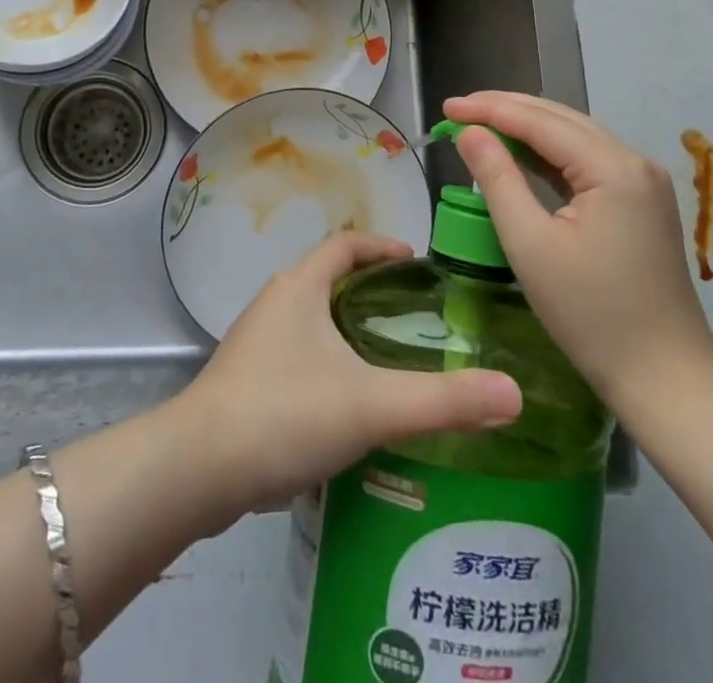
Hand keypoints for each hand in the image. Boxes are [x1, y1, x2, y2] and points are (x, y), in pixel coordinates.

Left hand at [173, 232, 522, 519]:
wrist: (199, 468)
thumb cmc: (285, 412)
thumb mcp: (371, 404)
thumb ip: (442, 400)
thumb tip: (513, 393)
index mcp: (300, 285)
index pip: (344, 243)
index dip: (381, 246)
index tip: (417, 263)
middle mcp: (275, 302)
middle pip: (329, 279)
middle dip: (371, 290)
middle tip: (416, 317)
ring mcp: (257, 341)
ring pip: (312, 319)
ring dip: (348, 329)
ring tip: (390, 359)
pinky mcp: (247, 378)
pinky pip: (298, 354)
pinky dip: (328, 362)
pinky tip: (349, 404)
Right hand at [444, 92, 712, 416]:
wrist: (666, 379)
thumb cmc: (591, 314)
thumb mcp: (530, 244)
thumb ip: (497, 178)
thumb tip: (468, 132)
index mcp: (613, 168)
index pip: (540, 120)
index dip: (488, 109)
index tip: (446, 106)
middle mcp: (634, 161)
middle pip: (560, 119)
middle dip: (506, 110)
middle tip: (457, 111)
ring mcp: (642, 182)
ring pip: (574, 137)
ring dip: (526, 128)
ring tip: (479, 126)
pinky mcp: (640, 202)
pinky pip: (586, 162)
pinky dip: (548, 154)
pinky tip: (519, 155)